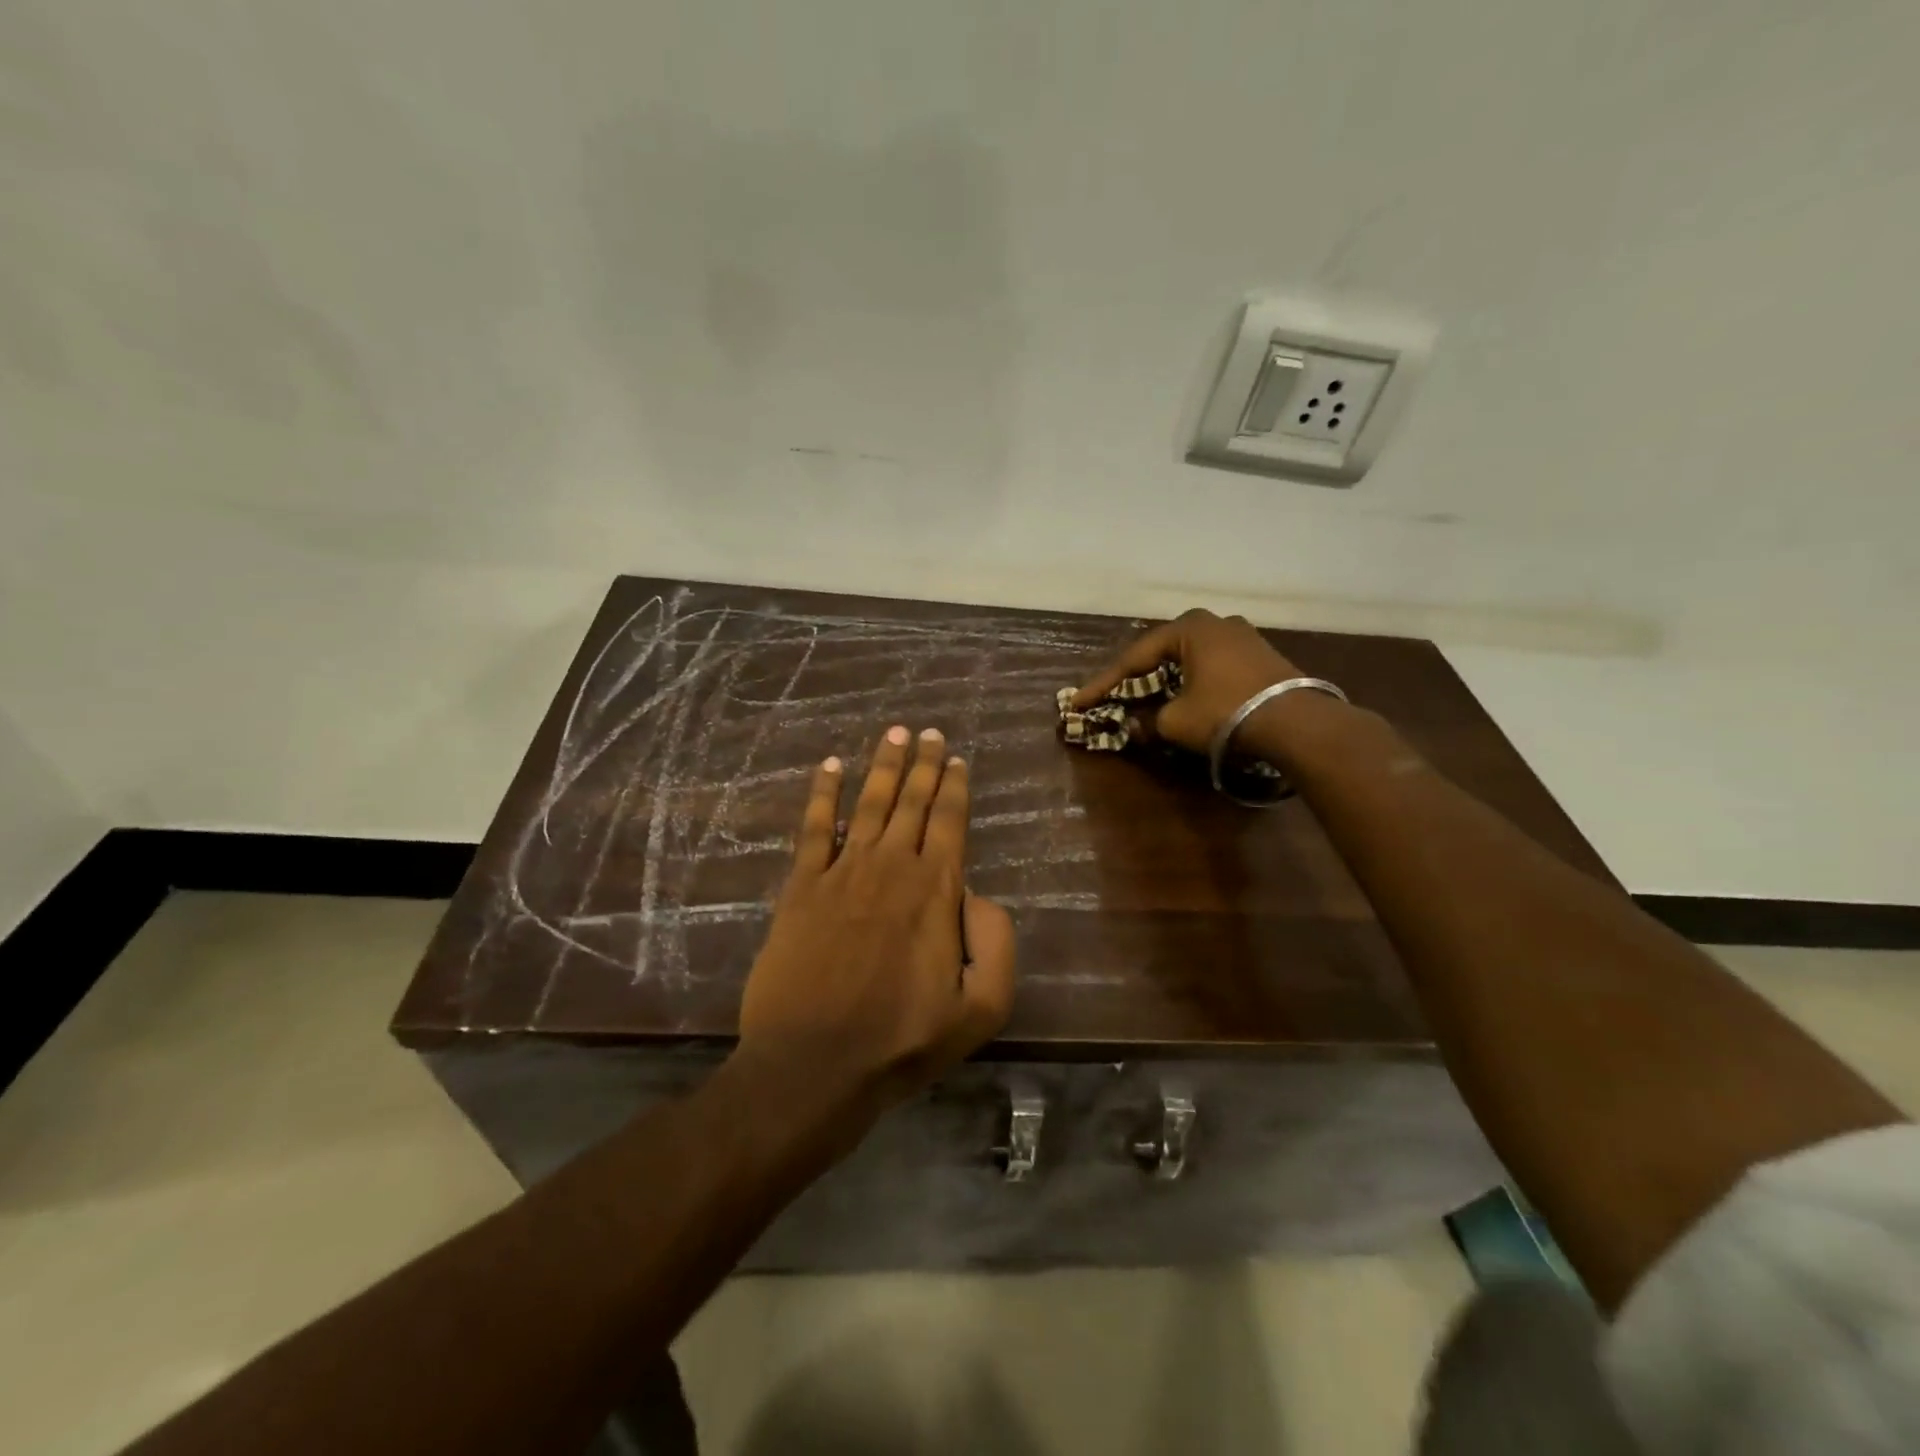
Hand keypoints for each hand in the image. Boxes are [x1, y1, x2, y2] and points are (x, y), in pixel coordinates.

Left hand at [737, 725, 1016, 1118]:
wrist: (813, 1064)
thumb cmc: (902, 1040)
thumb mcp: (981, 1008)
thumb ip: (996, 942)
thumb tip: (979, 895)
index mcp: (936, 890)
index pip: (949, 821)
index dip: (954, 786)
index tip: (957, 759)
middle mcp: (891, 866)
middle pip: (912, 801)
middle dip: (923, 763)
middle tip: (929, 731)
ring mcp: (842, 872)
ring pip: (869, 802)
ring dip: (883, 765)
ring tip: (893, 733)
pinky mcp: (801, 887)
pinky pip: (814, 828)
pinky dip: (823, 794)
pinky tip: (829, 767)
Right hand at [1070, 609, 1301, 752]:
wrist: (1296, 722)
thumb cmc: (1225, 712)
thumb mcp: (1175, 722)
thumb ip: (1147, 722)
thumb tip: (1133, 728)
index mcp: (1188, 628)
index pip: (1134, 658)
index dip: (1103, 684)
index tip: (1079, 702)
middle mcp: (1215, 622)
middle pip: (1162, 653)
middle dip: (1135, 677)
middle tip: (1112, 695)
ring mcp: (1243, 636)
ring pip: (1189, 659)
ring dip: (1166, 679)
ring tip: (1146, 698)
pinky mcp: (1261, 655)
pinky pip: (1213, 666)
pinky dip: (1193, 682)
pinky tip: (1186, 698)